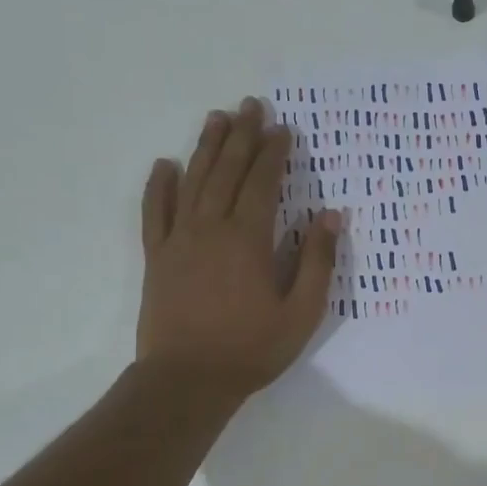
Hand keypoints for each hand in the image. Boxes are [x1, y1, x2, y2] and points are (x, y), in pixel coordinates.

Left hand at [136, 97, 341, 398]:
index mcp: (248, 239)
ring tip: (216, 118)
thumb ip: (316, 261)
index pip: (262, 183)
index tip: (283, 128)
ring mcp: (178, 240)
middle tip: (251, 106)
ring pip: (192, 182)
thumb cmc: (251, 348)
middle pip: (227, 171)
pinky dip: (159, 186)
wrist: (187, 380)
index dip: (273, 153)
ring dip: (206, 148)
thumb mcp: (301, 312)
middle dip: (241, 136)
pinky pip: (155, 213)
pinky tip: (164, 165)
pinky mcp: (157, 257)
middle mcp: (210, 228)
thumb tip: (331, 216)